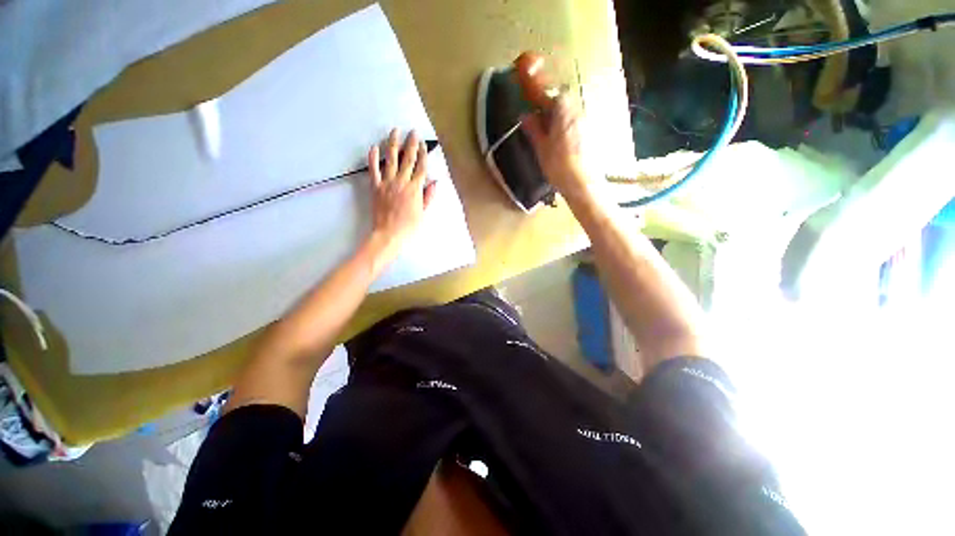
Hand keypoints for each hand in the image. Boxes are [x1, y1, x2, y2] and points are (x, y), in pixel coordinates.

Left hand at [366, 129, 435, 263]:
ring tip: (394, 131)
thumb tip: (434, 182)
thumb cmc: (409, 226)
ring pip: (391, 159)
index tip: (423, 144)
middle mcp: (402, 182)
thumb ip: (428, 196)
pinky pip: (373, 170)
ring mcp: (387, 183)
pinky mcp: (375, 187)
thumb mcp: (423, 213)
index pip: (421, 168)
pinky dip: (373, 158)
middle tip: (412, 132)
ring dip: (393, 144)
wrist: (389, 234)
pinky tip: (374, 147)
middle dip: (411, 144)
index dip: (423, 155)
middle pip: (407, 159)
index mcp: (415, 189)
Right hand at [521, 94, 590, 200]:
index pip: (551, 92)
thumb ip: (534, 129)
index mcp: (563, 112)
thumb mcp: (541, 148)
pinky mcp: (590, 134)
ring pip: (569, 110)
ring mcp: (586, 122)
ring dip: (558, 114)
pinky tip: (560, 138)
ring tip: (547, 128)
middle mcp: (577, 112)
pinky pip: (575, 121)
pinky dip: (565, 123)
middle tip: (538, 114)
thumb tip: (525, 115)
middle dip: (550, 103)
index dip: (540, 89)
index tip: (530, 86)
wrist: (583, 184)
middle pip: (562, 99)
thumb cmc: (559, 166)